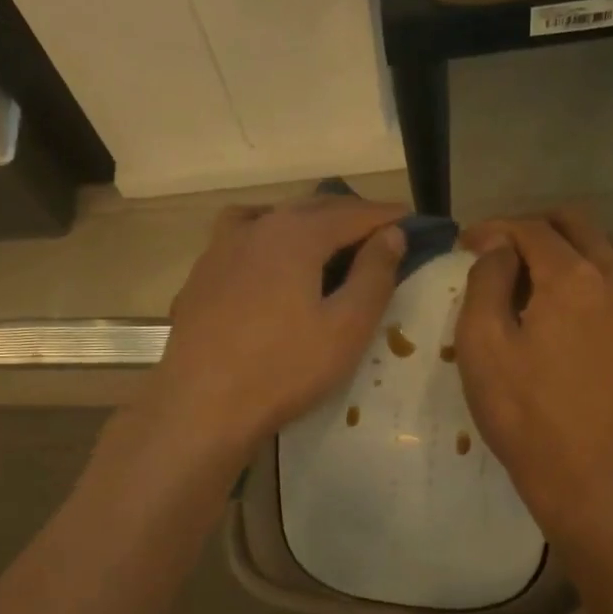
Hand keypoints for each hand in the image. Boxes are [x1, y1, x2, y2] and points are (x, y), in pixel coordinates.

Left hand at [145, 196, 407, 458]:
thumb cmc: (284, 369)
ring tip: (326, 240)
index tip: (411, 219)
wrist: (202, 405)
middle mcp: (256, 227)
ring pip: (273, 218)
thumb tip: (392, 234)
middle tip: (378, 231)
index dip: (385, 216)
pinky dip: (269, 238)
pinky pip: (243, 239)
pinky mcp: (201, 274)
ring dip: (306, 221)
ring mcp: (221, 248)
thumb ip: (374, 275)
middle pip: (312, 209)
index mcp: (295, 234)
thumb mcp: (346, 328)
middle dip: (349, 215)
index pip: (352, 213)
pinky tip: (269, 261)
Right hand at [455, 209, 612, 526]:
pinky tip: (605, 308)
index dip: (495, 228)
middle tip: (507, 248)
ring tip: (554, 274)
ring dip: (581, 250)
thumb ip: (488, 282)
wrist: (587, 477)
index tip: (469, 243)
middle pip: (581, 226)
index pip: (530, 229)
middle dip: (539, 226)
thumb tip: (501, 248)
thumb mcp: (482, 345)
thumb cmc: (523, 413)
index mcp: (570, 277)